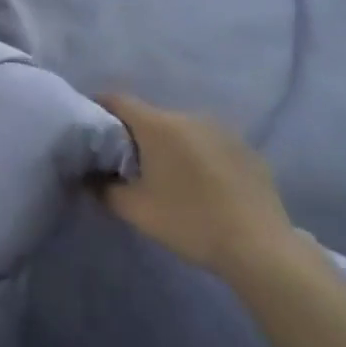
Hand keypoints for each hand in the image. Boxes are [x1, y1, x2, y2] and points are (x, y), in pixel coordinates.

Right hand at [95, 95, 299, 275]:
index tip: (86, 128)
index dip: (97, 108)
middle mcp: (190, 117)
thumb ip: (103, 188)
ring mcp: (222, 130)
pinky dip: (193, 155)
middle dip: (131, 134)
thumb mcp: (135, 210)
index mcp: (160, 125)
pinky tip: (197, 185)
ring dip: (165, 145)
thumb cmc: (188, 222)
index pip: (117, 100)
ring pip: (180, 130)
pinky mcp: (244, 148)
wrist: (259, 246)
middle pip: (149, 116)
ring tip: (160, 175)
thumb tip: (89, 176)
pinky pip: (206, 143)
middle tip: (119, 162)